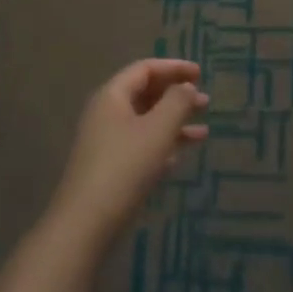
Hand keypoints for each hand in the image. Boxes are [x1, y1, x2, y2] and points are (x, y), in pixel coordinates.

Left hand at [49, 59, 208, 249]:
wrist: (87, 224)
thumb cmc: (125, 166)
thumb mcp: (158, 129)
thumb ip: (177, 102)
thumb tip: (186, 87)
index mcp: (112, 96)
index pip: (145, 69)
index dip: (174, 67)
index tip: (200, 74)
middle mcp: (107, 114)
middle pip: (145, 94)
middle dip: (176, 95)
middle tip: (205, 101)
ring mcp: (107, 143)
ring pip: (146, 122)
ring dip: (175, 122)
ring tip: (204, 131)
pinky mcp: (110, 168)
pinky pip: (142, 145)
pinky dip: (163, 144)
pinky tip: (182, 155)